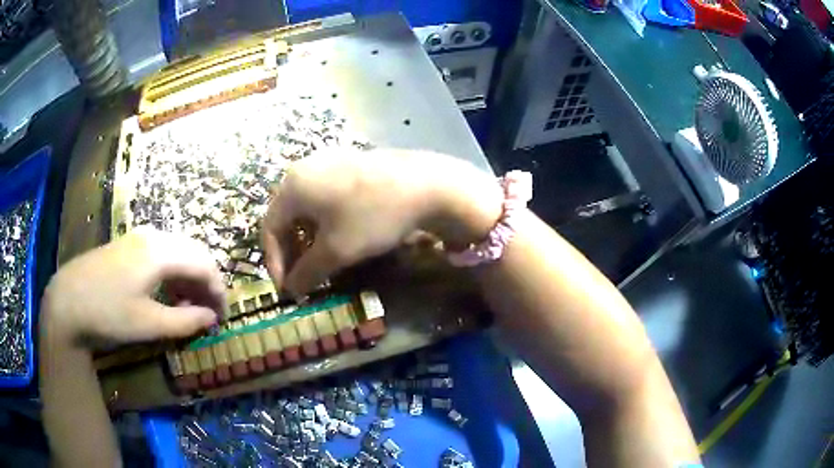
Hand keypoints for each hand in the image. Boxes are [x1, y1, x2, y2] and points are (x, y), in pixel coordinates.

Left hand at [42, 228, 224, 346]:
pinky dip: (172, 272)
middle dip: (206, 282)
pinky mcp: (127, 245)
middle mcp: (153, 236)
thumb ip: (185, 321)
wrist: (67, 301)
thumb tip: (211, 318)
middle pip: (193, 252)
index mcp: (160, 252)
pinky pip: (161, 253)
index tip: (223, 317)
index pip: (204, 264)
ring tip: (189, 306)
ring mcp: (137, 237)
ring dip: (189, 277)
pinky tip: (166, 293)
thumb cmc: (109, 314)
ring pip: (177, 251)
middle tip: (209, 312)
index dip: (218, 291)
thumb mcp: (149, 325)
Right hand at [261, 148, 502, 295]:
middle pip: (286, 216)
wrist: (426, 184)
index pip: (269, 228)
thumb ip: (307, 272)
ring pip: (307, 208)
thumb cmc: (372, 217)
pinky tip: (339, 237)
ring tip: (320, 262)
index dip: (274, 262)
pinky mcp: (351, 163)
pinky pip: (326, 197)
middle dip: (291, 251)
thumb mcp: (336, 251)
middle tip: (302, 278)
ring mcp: (330, 162)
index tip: (287, 288)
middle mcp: (305, 168)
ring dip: (308, 239)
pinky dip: (325, 223)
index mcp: (293, 185)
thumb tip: (291, 289)